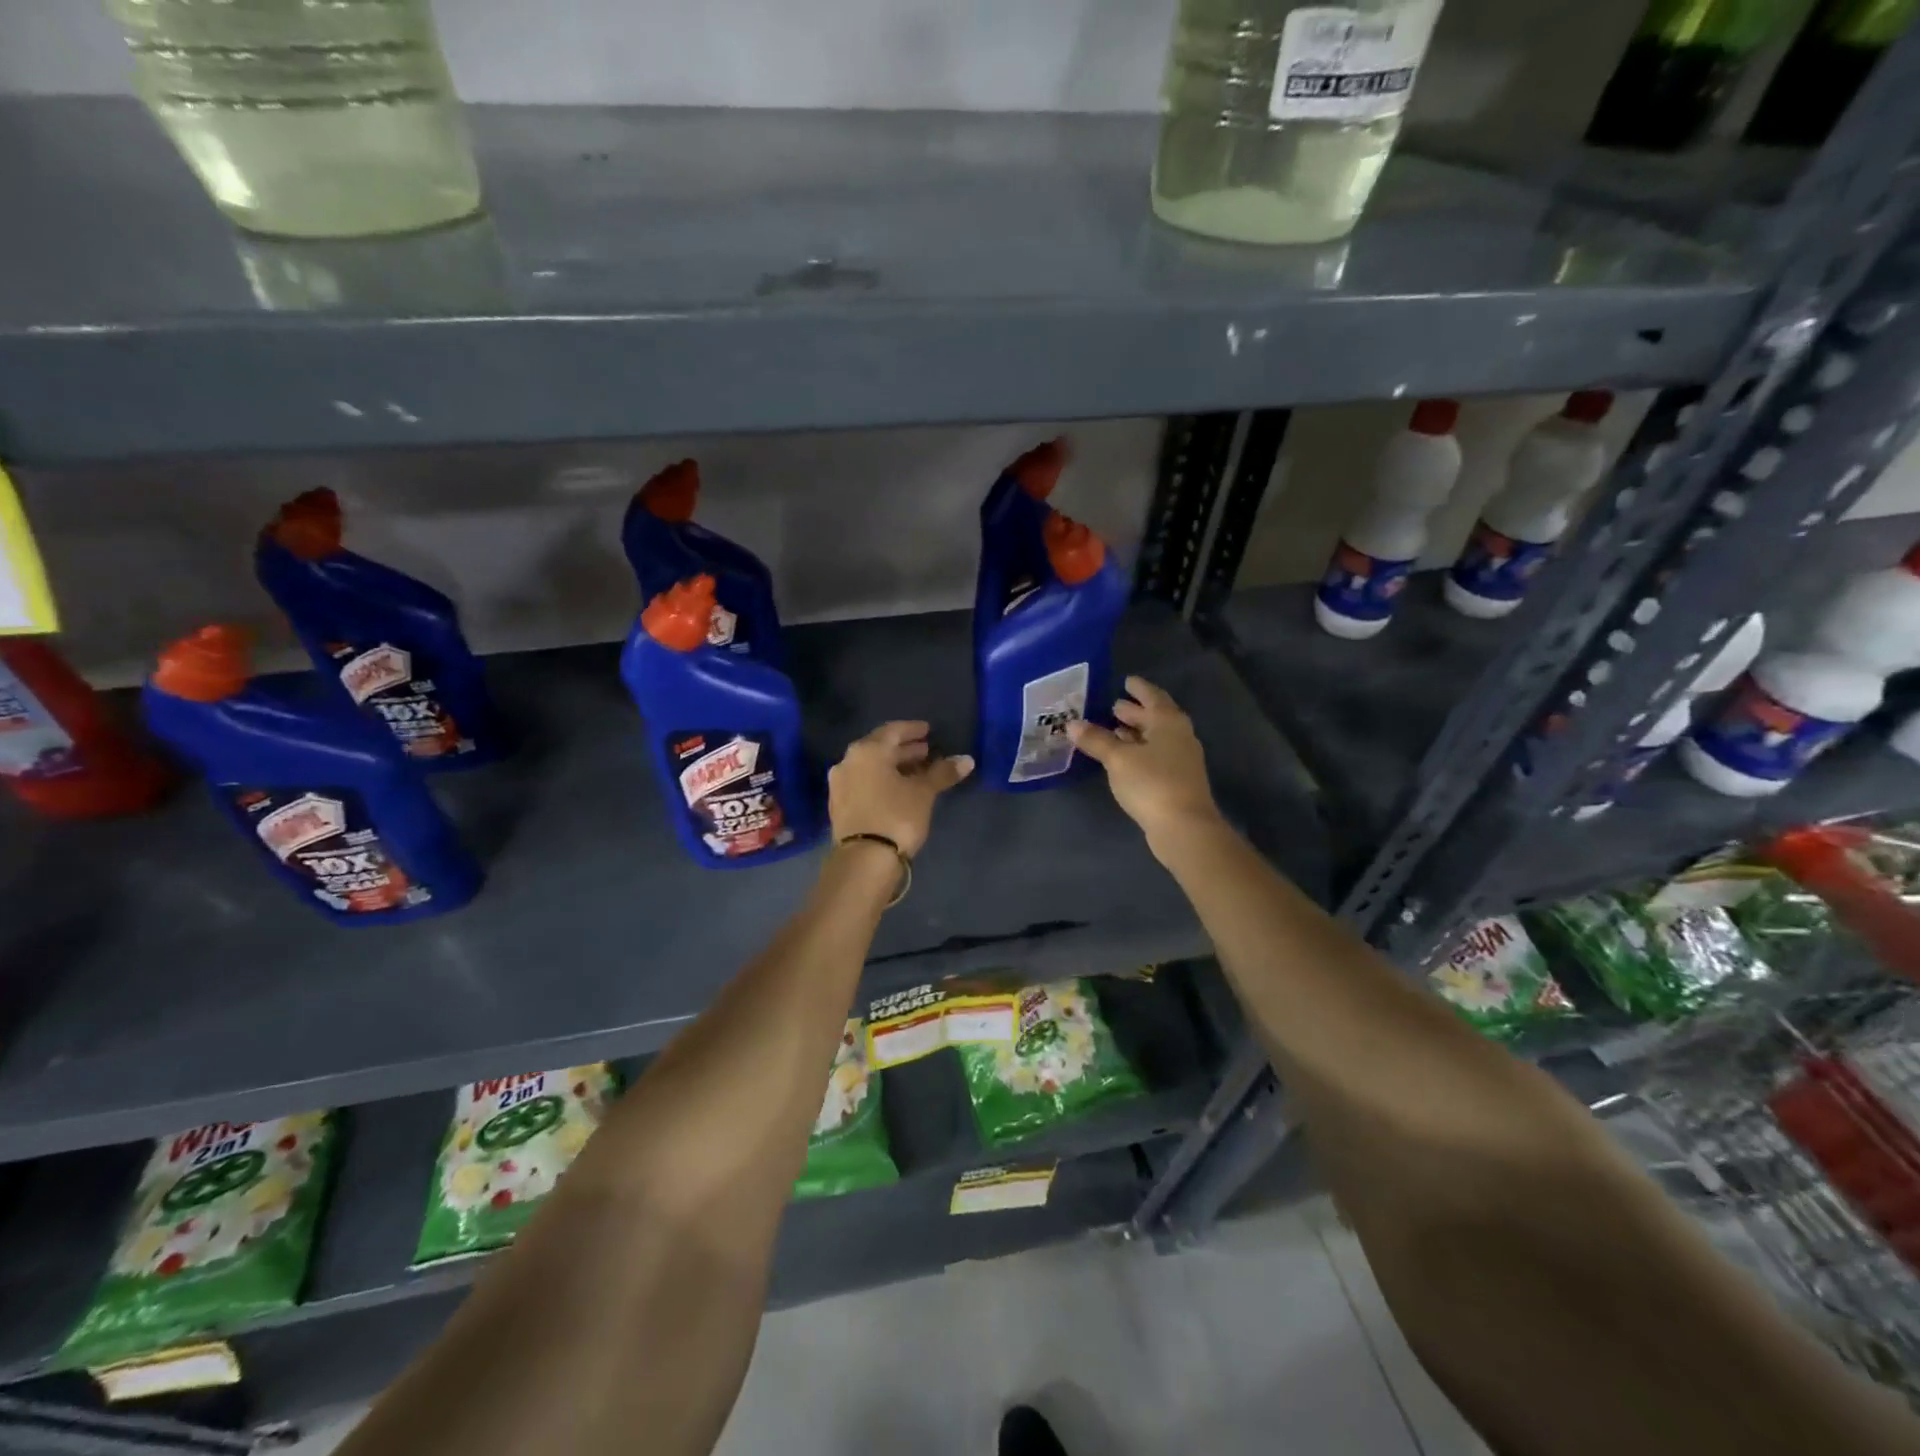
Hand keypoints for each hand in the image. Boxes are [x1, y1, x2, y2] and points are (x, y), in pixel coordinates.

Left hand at [828, 721, 972, 858]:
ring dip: (893, 767)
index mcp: (867, 750)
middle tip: (926, 751)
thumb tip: (966, 759)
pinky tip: (898, 790)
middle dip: (904, 750)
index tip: (928, 730)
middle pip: (880, 748)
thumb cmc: (896, 816)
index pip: (893, 730)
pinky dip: (881, 781)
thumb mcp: (923, 792)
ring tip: (916, 772)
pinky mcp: (839, 806)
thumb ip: (942, 772)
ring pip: (871, 767)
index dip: (912, 729)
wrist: (864, 860)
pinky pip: (864, 783)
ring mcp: (840, 784)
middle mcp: (848, 761)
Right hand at [1068, 677, 1221, 854]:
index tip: (1126, 680)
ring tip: (1114, 729)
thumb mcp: (1118, 758)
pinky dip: (1139, 750)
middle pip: (1156, 717)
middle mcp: (1179, 735)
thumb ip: (1096, 740)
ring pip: (1156, 738)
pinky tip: (1123, 757)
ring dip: (1136, 732)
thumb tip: (1072, 724)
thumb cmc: (1151, 782)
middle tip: (1114, 706)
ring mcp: (1181, 759)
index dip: (1139, 689)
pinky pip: (1155, 755)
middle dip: (1135, 712)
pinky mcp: (1177, 780)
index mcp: (1169, 721)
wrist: (1184, 827)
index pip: (1153, 696)